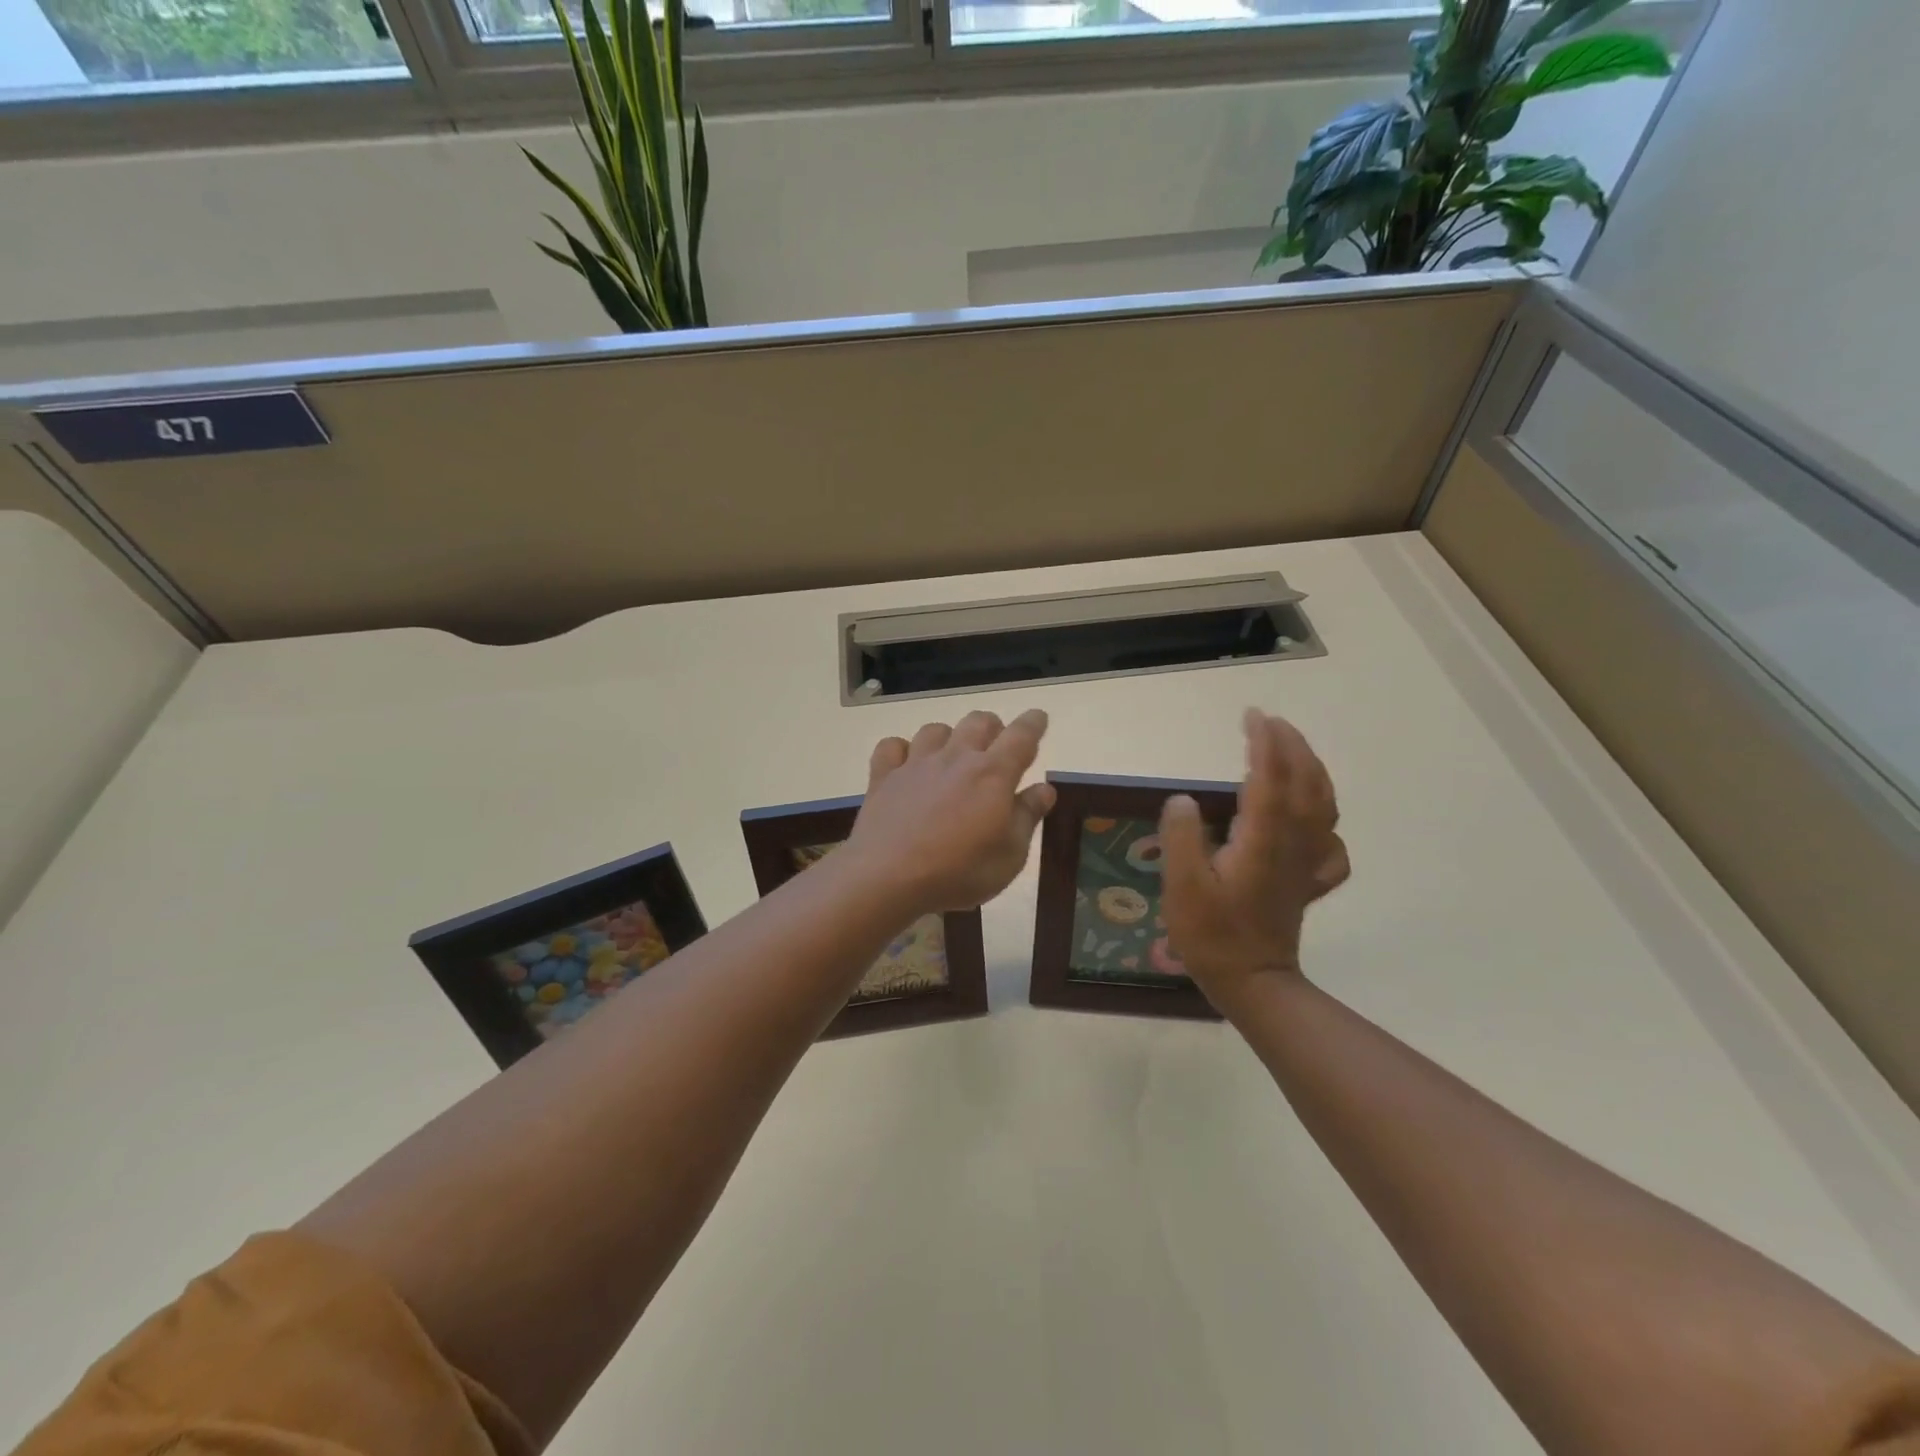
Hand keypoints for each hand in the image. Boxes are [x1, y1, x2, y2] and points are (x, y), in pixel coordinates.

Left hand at [847, 709, 1056, 914]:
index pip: (1021, 736)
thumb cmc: (959, 872)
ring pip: (936, 729)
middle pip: (979, 721)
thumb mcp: (1010, 856)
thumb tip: (1044, 789)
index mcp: (993, 774)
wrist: (887, 877)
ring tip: (952, 757)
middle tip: (996, 748)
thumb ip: (1027, 816)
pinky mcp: (883, 776)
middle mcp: (956, 758)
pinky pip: (892, 746)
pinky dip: (902, 750)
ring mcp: (916, 764)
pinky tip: (906, 766)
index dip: (1033, 723)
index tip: (1039, 718)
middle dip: (993, 728)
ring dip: (949, 737)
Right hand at [1159, 709, 1349, 1006]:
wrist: (1253, 983)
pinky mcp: (1308, 880)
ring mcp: (1306, 862)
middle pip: (1305, 783)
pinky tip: (1312, 819)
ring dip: (1312, 770)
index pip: (1270, 778)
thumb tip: (1182, 799)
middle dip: (1291, 746)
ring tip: (1293, 752)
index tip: (1252, 716)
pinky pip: (1330, 842)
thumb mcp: (1181, 888)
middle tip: (1269, 723)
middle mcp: (1292, 843)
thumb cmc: (1212, 935)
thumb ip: (1181, 838)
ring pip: (1323, 806)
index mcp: (1261, 840)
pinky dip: (1325, 820)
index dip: (1264, 744)